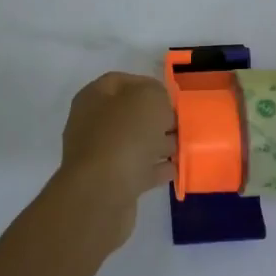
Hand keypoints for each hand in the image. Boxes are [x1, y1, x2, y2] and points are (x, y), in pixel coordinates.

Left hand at [56, 71, 176, 220]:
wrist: (101, 193)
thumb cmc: (124, 136)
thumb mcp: (148, 99)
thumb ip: (157, 93)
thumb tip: (159, 106)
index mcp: (93, 97)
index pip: (120, 81)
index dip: (148, 85)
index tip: (172, 97)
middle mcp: (92, 124)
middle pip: (129, 114)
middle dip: (157, 118)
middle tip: (182, 123)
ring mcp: (99, 155)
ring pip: (135, 143)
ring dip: (159, 144)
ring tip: (184, 146)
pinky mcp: (110, 183)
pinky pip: (137, 170)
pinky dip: (156, 169)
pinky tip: (175, 169)